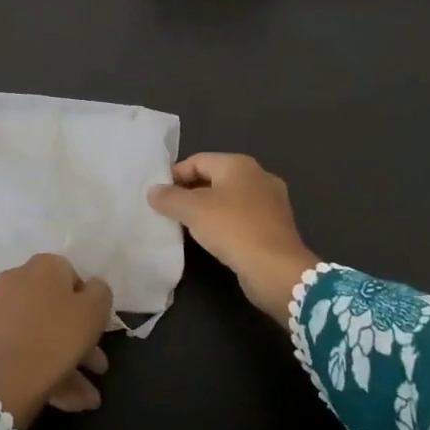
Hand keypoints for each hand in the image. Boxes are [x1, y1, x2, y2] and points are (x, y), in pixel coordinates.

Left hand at [0, 253, 112, 429]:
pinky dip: (42, 368)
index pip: (72, 277)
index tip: (97, 329)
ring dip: (66, 362)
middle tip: (96, 367)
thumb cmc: (58, 337)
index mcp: (42, 266)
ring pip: (40, 333)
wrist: (7, 380)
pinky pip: (22, 349)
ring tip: (85, 398)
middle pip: (55, 309)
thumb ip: (100, 291)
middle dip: (79, 339)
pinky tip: (62, 398)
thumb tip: (90, 288)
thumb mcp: (96, 309)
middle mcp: (16, 280)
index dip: (88, 304)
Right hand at [148, 153, 318, 323]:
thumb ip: (170, 198)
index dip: (176, 174)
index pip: (199, 160)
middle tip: (169, 209)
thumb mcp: (193, 210)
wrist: (275, 269)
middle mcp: (258, 176)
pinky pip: (242, 217)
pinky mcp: (275, 226)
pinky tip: (212, 238)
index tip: (158, 194)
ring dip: (208, 209)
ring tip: (187, 225)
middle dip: (191, 192)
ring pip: (230, 198)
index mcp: (239, 164)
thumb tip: (153, 191)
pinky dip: (225, 223)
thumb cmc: (233, 228)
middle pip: (215, 177)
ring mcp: (271, 201)